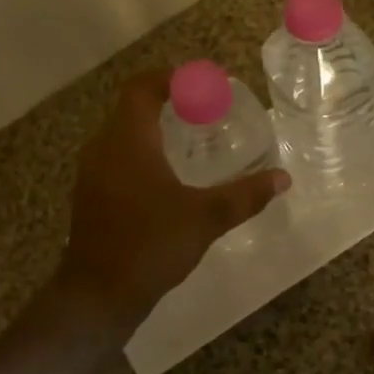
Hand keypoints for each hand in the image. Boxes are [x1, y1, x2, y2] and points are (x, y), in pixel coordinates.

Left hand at [57, 70, 289, 331]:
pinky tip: (167, 178)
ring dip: (154, 130)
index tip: (202, 84)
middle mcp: (103, 148)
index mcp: (128, 140)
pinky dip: (142, 154)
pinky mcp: (90, 197)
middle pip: (132, 108)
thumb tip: (282, 178)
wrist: (98, 295)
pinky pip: (117, 159)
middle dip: (168, 104)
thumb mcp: (206, 218)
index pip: (142, 87)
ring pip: (123, 135)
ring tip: (191, 141)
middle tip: (205, 112)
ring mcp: (92, 173)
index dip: (171, 78)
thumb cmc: (150, 245)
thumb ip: (244, 195)